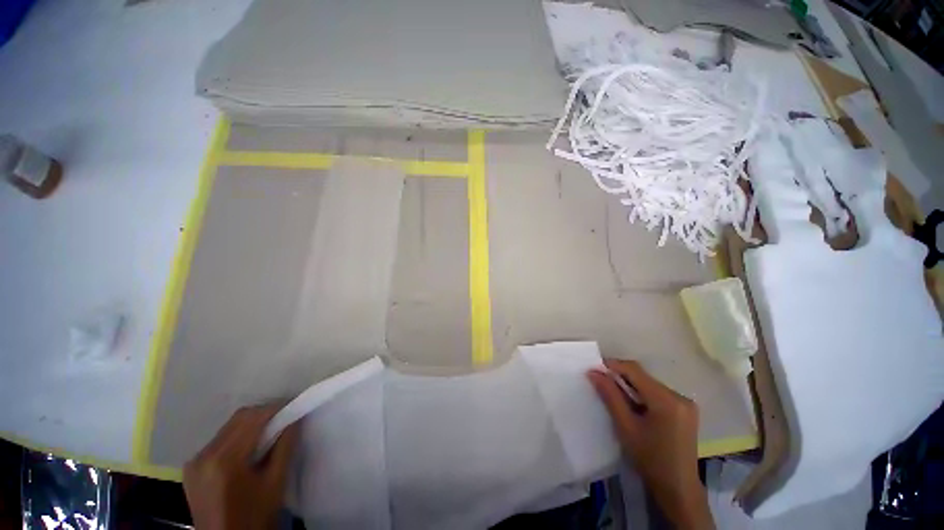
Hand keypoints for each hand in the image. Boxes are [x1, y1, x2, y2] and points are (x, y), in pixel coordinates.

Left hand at [184, 404, 298, 529]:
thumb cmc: (254, 516)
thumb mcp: (275, 482)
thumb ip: (285, 446)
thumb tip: (294, 418)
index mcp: (224, 460)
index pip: (253, 418)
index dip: (276, 408)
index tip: (294, 407)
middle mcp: (204, 455)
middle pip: (238, 419)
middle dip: (264, 414)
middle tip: (285, 418)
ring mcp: (194, 462)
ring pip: (228, 427)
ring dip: (251, 424)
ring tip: (270, 432)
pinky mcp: (191, 468)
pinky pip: (218, 440)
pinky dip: (237, 436)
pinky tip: (249, 448)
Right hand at [588, 359, 712, 529]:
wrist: (678, 488)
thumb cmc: (650, 459)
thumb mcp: (625, 426)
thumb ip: (610, 396)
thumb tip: (593, 372)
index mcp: (667, 400)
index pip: (635, 370)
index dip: (613, 365)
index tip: (594, 368)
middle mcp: (679, 396)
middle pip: (643, 376)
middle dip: (620, 376)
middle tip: (601, 381)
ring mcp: (685, 403)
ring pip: (650, 384)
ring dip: (630, 385)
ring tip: (613, 393)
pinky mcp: (685, 410)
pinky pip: (658, 393)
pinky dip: (642, 394)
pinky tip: (633, 405)